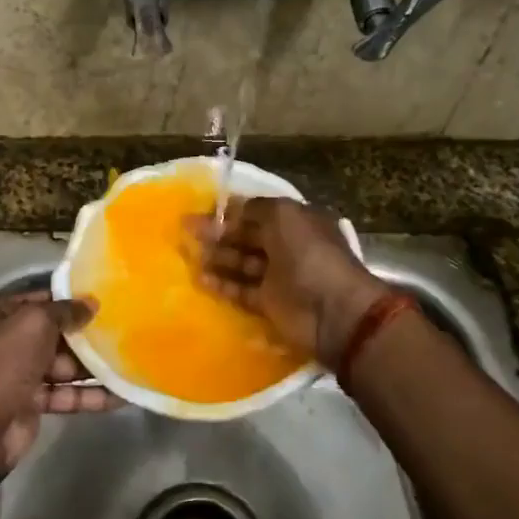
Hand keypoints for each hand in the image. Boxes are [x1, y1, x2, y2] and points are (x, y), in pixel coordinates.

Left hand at [0, 290, 114, 472]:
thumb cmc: (3, 361)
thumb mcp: (35, 322)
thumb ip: (65, 310)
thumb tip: (92, 303)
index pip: (37, 299)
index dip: (68, 299)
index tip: (102, 299)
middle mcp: (4, 341)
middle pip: (52, 333)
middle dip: (84, 334)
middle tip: (122, 329)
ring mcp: (17, 374)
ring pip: (62, 365)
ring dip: (92, 366)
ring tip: (128, 360)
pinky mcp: (30, 404)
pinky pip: (65, 394)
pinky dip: (90, 395)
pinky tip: (121, 394)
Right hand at [190, 197, 386, 367]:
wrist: (332, 310)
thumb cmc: (309, 254)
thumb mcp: (283, 215)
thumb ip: (254, 208)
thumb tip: (228, 209)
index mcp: (294, 221)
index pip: (256, 211)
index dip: (229, 211)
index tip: (201, 210)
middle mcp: (286, 245)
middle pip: (245, 236)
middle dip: (217, 233)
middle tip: (185, 231)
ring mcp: (278, 276)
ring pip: (241, 263)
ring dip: (216, 257)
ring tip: (188, 254)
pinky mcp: (269, 303)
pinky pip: (241, 290)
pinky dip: (222, 284)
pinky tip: (199, 279)